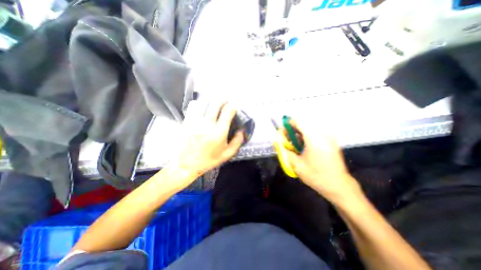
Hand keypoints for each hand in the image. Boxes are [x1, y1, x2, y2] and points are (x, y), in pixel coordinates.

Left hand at [171, 101, 244, 178]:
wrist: (186, 164)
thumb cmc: (208, 160)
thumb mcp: (226, 155)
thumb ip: (237, 142)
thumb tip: (242, 130)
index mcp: (218, 133)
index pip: (227, 112)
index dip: (232, 106)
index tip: (234, 106)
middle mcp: (207, 125)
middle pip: (215, 104)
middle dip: (223, 100)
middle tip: (225, 101)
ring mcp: (195, 122)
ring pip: (204, 103)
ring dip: (211, 100)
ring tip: (214, 103)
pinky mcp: (186, 122)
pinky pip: (193, 107)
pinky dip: (199, 104)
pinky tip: (202, 107)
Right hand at [285, 119, 360, 204]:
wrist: (338, 186)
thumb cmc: (316, 175)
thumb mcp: (296, 164)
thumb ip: (285, 151)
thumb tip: (277, 142)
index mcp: (314, 139)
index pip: (299, 123)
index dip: (289, 123)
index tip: (282, 129)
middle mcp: (323, 135)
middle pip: (304, 126)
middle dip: (293, 130)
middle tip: (286, 139)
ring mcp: (329, 138)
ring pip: (310, 130)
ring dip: (299, 135)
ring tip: (293, 144)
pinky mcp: (331, 143)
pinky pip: (316, 135)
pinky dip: (307, 138)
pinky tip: (303, 147)